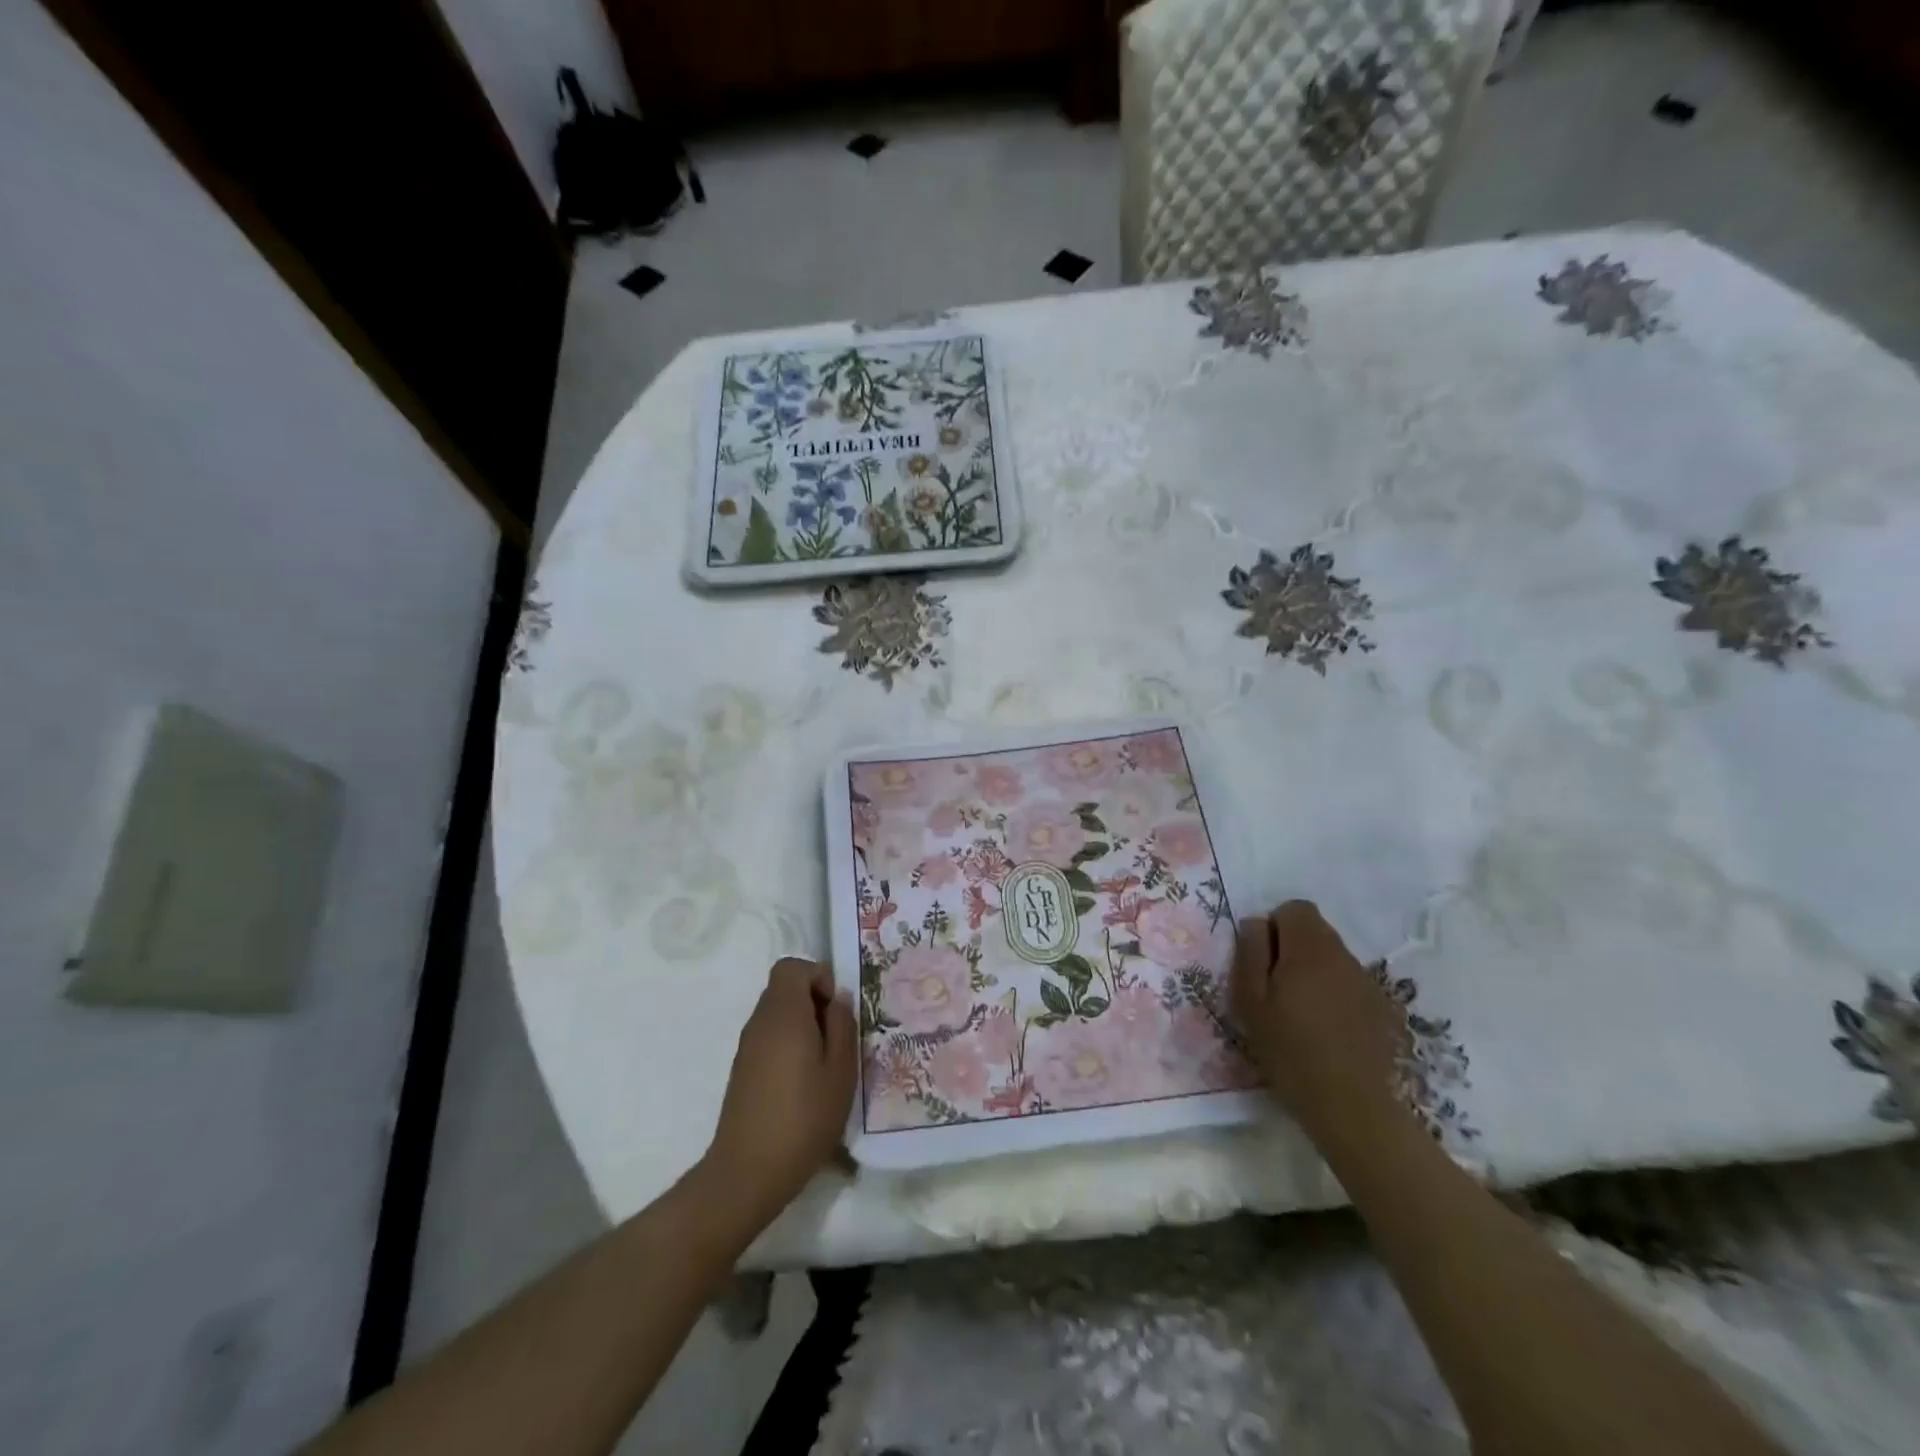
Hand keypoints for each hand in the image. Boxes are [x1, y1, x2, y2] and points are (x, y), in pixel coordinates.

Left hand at [702, 958, 856, 1224]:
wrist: (747, 1173)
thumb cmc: (803, 1117)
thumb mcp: (841, 1071)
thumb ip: (842, 1025)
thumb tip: (838, 999)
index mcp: (784, 1013)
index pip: (792, 967)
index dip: (818, 977)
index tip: (837, 1010)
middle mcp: (760, 1021)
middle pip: (785, 989)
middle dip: (815, 1002)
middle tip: (838, 1037)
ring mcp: (747, 1047)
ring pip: (778, 1014)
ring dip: (804, 1025)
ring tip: (826, 1063)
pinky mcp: (743, 1070)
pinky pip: (770, 1038)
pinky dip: (789, 1046)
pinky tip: (805, 1083)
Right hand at [1232, 901, 1409, 1145]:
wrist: (1351, 1106)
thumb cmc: (1290, 1049)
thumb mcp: (1250, 1000)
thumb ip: (1250, 952)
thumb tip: (1255, 923)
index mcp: (1311, 948)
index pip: (1295, 908)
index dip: (1274, 927)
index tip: (1263, 962)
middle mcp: (1344, 956)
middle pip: (1315, 931)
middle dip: (1292, 949)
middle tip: (1274, 990)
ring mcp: (1367, 983)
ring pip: (1332, 959)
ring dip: (1313, 973)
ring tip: (1299, 1013)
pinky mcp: (1381, 1009)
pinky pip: (1348, 985)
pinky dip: (1333, 995)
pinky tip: (1325, 1031)